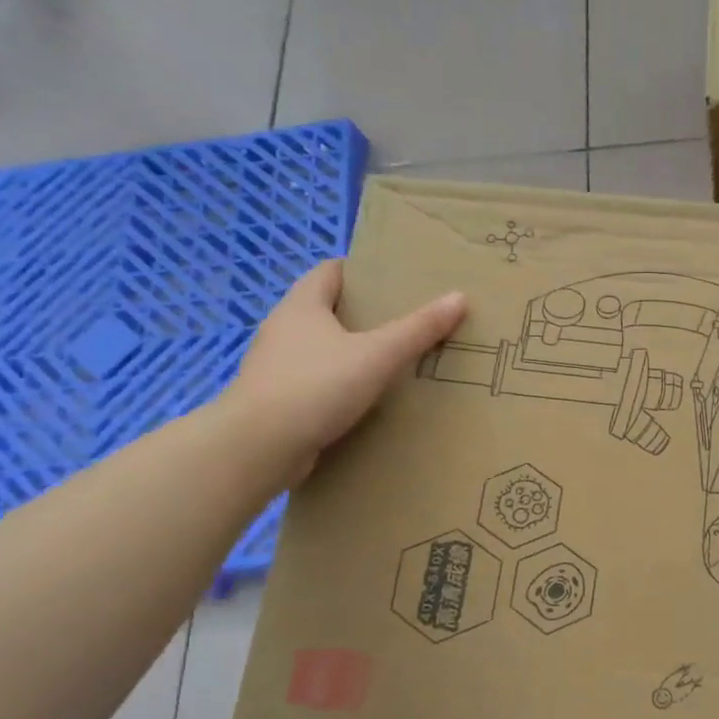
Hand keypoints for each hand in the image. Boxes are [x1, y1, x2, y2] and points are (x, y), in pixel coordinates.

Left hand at [222, 262, 466, 484]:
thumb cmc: (317, 386)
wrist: (259, 447)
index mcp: (302, 306)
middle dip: (364, 314)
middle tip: (406, 322)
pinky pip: (316, 383)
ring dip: (351, 353)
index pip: (330, 272)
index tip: (395, 281)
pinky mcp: (278, 401)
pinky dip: (340, 385)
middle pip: (327, 310)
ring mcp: (276, 367)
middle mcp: (283, 329)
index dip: (361, 271)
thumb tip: (459, 297)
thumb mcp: (377, 355)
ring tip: (392, 362)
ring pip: (321, 349)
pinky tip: (366, 400)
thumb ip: (418, 329)